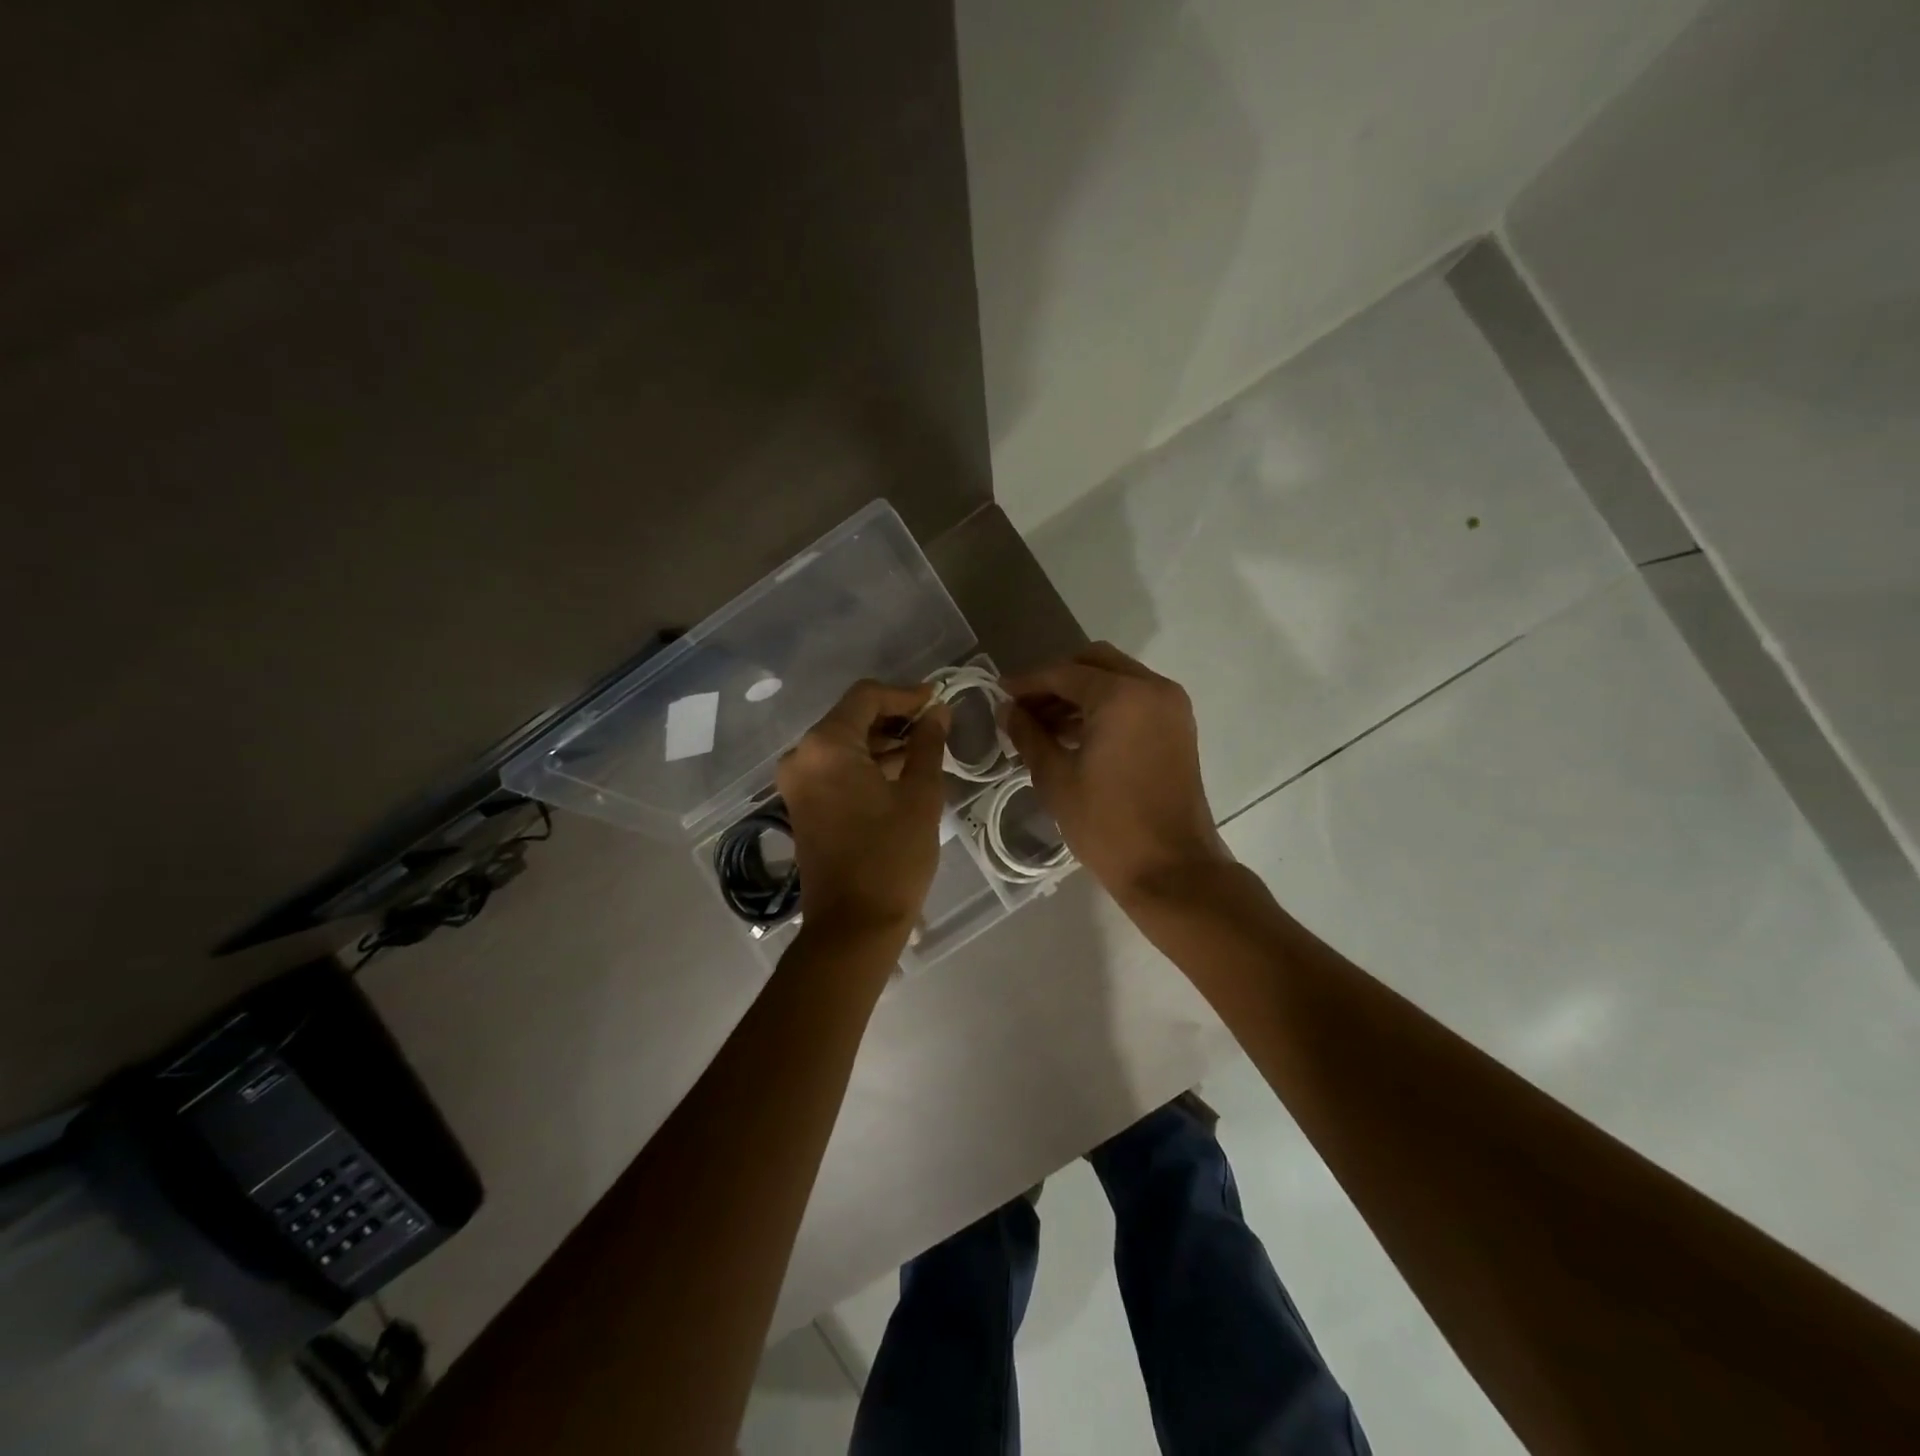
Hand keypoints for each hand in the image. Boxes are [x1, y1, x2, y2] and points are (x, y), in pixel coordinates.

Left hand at [776, 680, 950, 939]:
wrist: (853, 925)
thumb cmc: (891, 856)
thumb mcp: (920, 795)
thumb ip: (928, 744)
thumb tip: (938, 712)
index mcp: (826, 746)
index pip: (866, 697)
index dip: (905, 694)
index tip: (938, 700)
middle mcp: (802, 756)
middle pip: (851, 717)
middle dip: (895, 717)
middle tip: (936, 725)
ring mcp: (798, 782)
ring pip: (843, 743)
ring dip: (882, 741)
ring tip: (926, 749)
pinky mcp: (803, 804)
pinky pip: (835, 768)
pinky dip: (866, 763)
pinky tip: (901, 772)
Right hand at [1001, 642, 1228, 904]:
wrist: (1171, 869)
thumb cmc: (1107, 825)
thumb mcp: (1056, 778)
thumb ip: (1028, 735)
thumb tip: (1006, 710)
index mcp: (1121, 696)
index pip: (1064, 673)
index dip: (1027, 682)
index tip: (999, 694)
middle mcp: (1152, 688)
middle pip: (1094, 662)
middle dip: (1056, 679)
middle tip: (1025, 706)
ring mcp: (1171, 706)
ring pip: (1116, 678)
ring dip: (1080, 692)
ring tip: (1043, 724)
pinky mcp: (1178, 727)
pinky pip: (1135, 698)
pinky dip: (1104, 705)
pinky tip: (1075, 733)